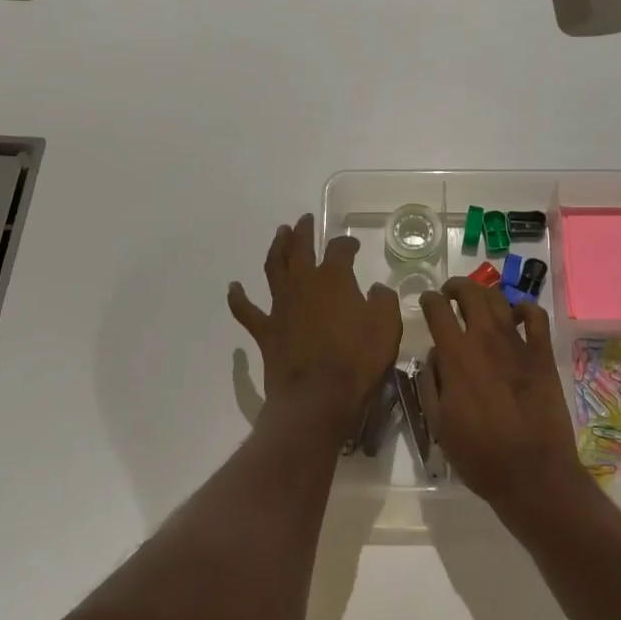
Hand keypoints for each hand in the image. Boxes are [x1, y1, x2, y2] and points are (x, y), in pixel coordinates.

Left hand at [229, 214, 401, 447]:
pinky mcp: (266, 331)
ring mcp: (281, 306)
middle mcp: (304, 284)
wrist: (317, 399)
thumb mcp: (387, 327)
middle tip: (304, 220)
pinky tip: (233, 287)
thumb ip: (383, 301)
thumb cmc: (357, 361)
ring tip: (279, 234)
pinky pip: (247, 310)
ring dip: (276, 248)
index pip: (340, 250)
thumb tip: (376, 289)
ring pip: (273, 268)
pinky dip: (238, 297)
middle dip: (304, 232)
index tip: (354, 245)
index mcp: (334, 279)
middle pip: (300, 249)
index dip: (347, 244)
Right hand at [417, 278, 586, 512]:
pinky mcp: (542, 355)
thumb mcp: (439, 424)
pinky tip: (517, 315)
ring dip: (484, 294)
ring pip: (499, 300)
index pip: (438, 310)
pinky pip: (535, 317)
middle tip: (449, 294)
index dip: (429, 300)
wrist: (532, 473)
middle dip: (456, 286)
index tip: (426, 301)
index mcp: (456, 356)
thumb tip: (435, 356)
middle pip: (470, 293)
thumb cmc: (480, 455)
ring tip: (478, 301)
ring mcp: (518, 344)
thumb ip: (431, 384)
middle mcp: (485, 340)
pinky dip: (524, 308)